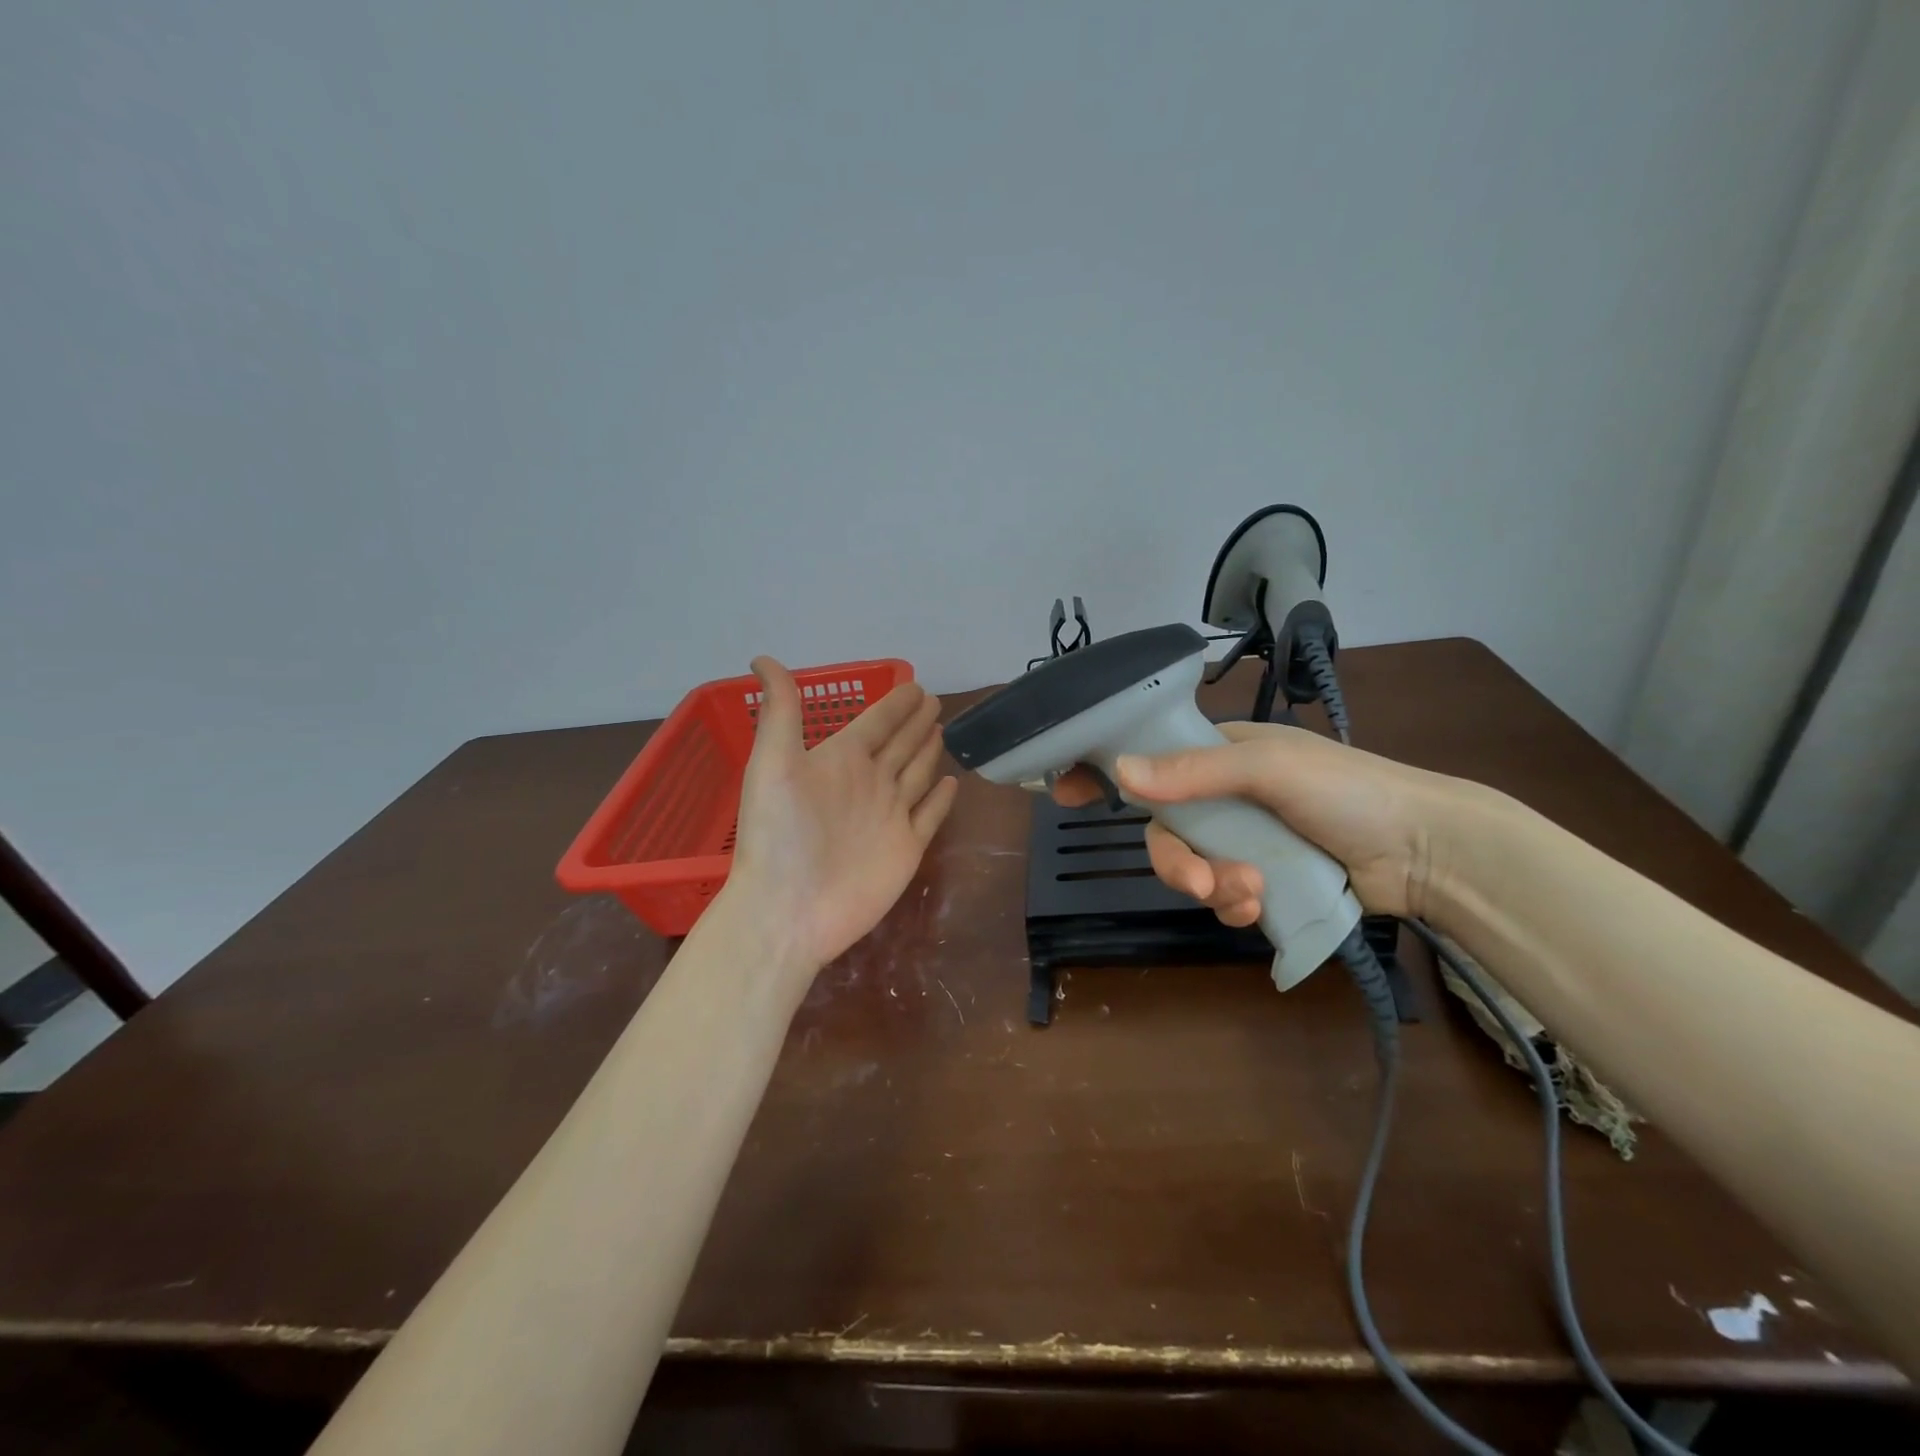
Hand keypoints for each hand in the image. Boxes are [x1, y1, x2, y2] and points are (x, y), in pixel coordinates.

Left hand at [727, 657, 958, 968]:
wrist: (789, 909)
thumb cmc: (779, 834)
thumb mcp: (773, 763)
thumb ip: (780, 711)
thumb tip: (763, 657)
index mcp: (840, 760)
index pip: (875, 723)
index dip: (895, 704)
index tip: (914, 684)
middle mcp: (868, 783)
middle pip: (899, 745)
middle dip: (915, 723)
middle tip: (934, 701)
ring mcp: (889, 817)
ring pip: (916, 774)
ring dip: (927, 752)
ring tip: (941, 731)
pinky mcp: (906, 848)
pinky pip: (929, 816)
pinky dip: (940, 799)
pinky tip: (949, 783)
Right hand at [1051, 722, 1462, 921]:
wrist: (1424, 850)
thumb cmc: (1347, 790)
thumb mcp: (1270, 767)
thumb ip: (1195, 772)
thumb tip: (1121, 774)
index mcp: (1221, 755)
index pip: (1149, 758)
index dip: (1107, 774)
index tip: (1064, 793)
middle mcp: (1223, 796)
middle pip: (1165, 829)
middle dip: (1176, 862)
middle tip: (1199, 883)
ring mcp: (1243, 840)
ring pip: (1190, 867)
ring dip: (1212, 887)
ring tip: (1252, 895)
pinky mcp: (1263, 879)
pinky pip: (1221, 896)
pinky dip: (1234, 906)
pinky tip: (1262, 908)